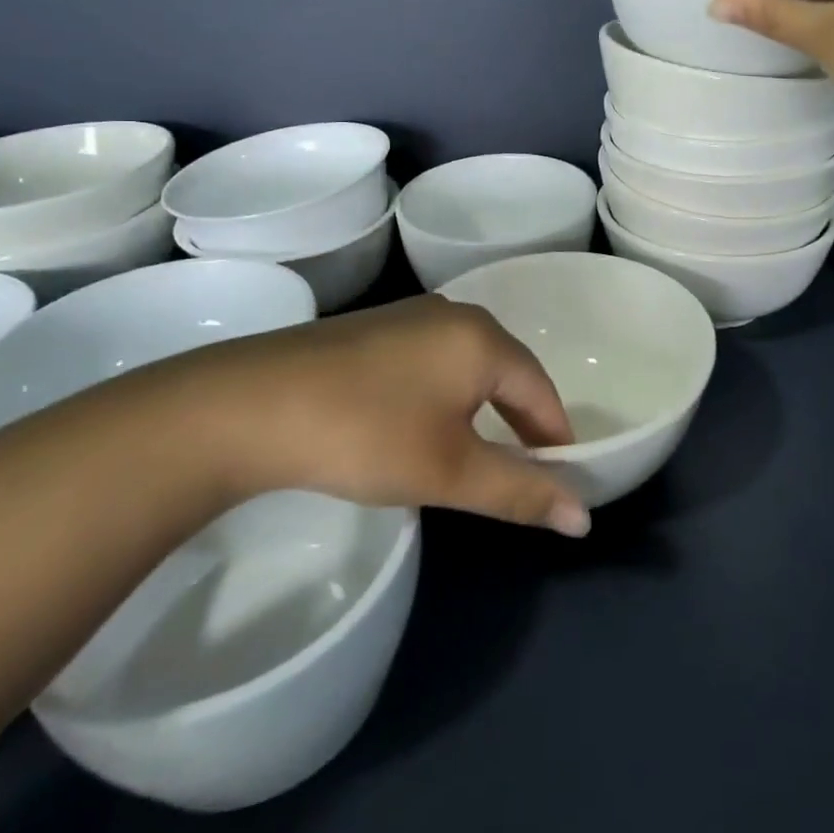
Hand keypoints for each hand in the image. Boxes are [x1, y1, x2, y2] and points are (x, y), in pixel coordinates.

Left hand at [147, 295, 590, 537]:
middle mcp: (453, 314)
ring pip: (466, 365)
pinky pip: (431, 360)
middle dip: (520, 422)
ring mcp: (408, 315)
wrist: (249, 405)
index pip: (541, 389)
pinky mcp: (372, 328)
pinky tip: (418, 424)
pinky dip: (443, 395)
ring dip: (481, 409)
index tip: (561, 480)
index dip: (555, 437)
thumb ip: (520, 491)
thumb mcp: (450, 471)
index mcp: (482, 338)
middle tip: (522, 471)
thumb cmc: (367, 434)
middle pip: (507, 371)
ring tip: (473, 453)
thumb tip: (583, 518)